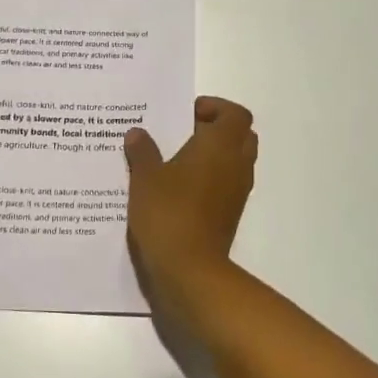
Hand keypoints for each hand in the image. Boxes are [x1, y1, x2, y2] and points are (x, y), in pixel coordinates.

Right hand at [123, 96, 257, 308]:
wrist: (189, 269)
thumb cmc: (168, 213)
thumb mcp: (145, 178)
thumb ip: (142, 151)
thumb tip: (138, 133)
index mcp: (220, 145)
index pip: (235, 114)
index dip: (215, 107)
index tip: (187, 114)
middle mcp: (236, 164)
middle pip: (240, 135)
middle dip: (216, 129)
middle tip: (184, 133)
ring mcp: (237, 192)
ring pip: (235, 161)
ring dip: (214, 155)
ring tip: (176, 160)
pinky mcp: (230, 214)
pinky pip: (226, 184)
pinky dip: (211, 179)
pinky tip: (178, 188)